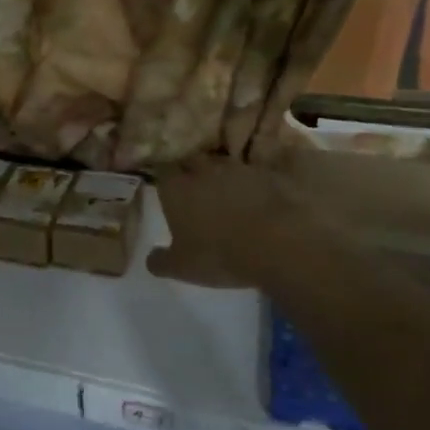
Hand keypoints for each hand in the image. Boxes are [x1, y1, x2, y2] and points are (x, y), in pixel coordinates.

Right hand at [147, 157, 310, 289]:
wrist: (278, 245)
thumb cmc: (219, 254)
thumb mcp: (181, 268)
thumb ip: (160, 261)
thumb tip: (151, 258)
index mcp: (176, 189)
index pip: (162, 171)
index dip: (164, 178)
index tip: (166, 189)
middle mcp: (204, 171)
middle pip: (193, 161)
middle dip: (192, 172)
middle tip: (194, 190)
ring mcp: (239, 170)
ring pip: (224, 165)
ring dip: (223, 177)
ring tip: (227, 195)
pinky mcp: (269, 176)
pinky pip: (255, 176)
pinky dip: (253, 185)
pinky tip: (256, 201)